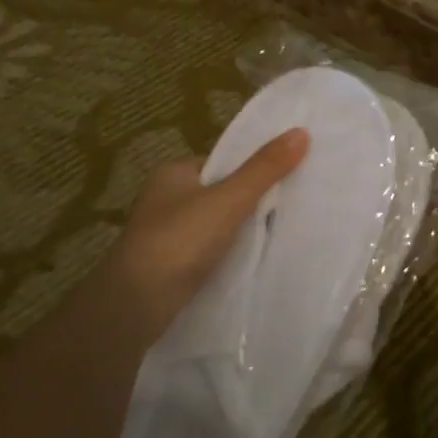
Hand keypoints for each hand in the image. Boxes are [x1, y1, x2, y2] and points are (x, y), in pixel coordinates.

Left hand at [107, 128, 308, 335]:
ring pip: (217, 225)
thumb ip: (264, 169)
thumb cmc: (179, 241)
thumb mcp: (229, 199)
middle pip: (221, 193)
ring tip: (282, 234)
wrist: (135, 305)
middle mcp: (166, 200)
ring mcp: (167, 236)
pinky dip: (230, 255)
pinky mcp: (171, 268)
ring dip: (242, 231)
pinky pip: (211, 252)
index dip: (254, 168)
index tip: (289, 177)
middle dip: (252, 201)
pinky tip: (254, 261)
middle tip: (293, 207)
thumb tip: (302, 132)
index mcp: (173, 174)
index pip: (223, 162)